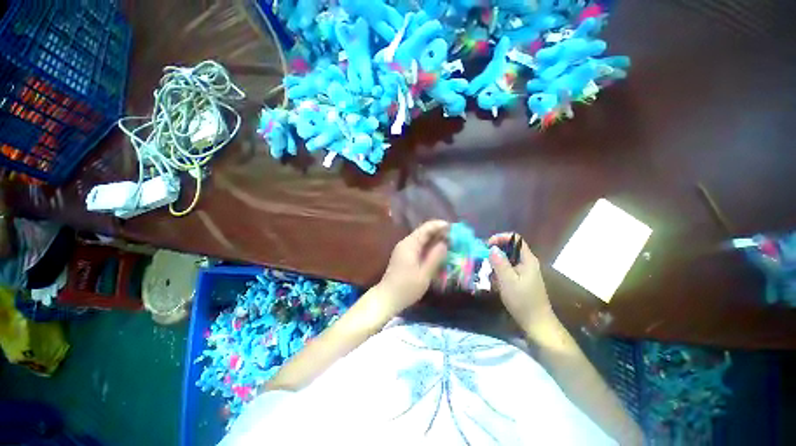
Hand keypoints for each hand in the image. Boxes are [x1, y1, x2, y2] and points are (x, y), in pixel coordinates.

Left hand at [377, 220, 448, 315]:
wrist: (387, 298)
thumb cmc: (406, 287)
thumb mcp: (424, 274)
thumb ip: (435, 257)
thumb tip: (445, 243)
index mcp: (410, 244)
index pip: (426, 228)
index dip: (440, 226)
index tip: (454, 228)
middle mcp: (406, 243)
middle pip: (424, 233)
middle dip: (439, 233)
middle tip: (455, 237)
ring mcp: (405, 250)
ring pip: (422, 240)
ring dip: (435, 240)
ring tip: (450, 244)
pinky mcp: (405, 257)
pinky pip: (419, 247)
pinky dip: (430, 248)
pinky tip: (438, 252)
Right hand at [488, 233, 556, 333]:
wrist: (536, 323)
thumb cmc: (523, 301)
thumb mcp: (508, 281)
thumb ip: (500, 263)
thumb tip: (492, 248)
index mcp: (528, 260)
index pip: (515, 239)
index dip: (501, 238)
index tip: (487, 245)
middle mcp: (527, 263)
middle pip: (509, 249)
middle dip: (496, 253)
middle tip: (485, 261)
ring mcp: (524, 272)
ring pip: (507, 260)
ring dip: (496, 265)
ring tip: (490, 276)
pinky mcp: (520, 280)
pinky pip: (507, 270)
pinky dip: (499, 273)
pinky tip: (495, 283)